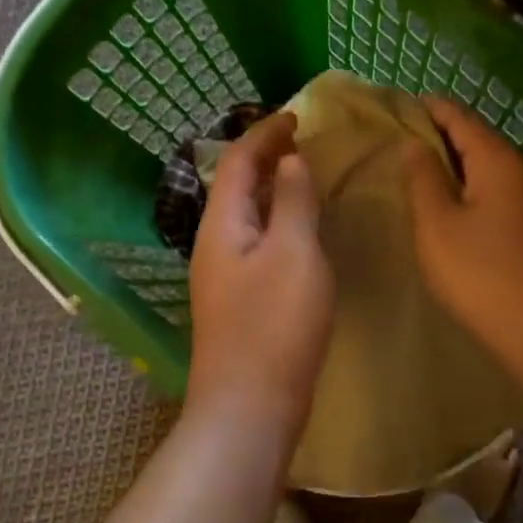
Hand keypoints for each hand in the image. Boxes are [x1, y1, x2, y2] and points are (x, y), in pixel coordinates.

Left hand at [186, 113, 334, 442]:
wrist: (250, 406)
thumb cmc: (274, 326)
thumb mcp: (294, 253)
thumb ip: (294, 202)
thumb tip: (291, 162)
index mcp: (222, 225)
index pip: (238, 161)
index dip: (265, 134)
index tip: (297, 116)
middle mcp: (215, 244)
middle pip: (237, 186)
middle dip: (266, 158)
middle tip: (304, 142)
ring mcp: (225, 276)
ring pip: (248, 216)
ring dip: (273, 190)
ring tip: (307, 178)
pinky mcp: (241, 301)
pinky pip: (259, 243)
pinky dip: (280, 223)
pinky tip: (303, 233)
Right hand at [403, 96, 522, 349]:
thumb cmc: (484, 275)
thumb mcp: (438, 226)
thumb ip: (423, 179)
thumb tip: (414, 143)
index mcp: (501, 162)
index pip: (462, 119)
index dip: (433, 108)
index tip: (406, 102)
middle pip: (482, 142)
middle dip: (446, 137)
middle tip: (407, 140)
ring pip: (495, 171)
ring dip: (462, 167)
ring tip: (427, 175)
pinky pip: (505, 195)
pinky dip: (478, 191)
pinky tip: (460, 210)